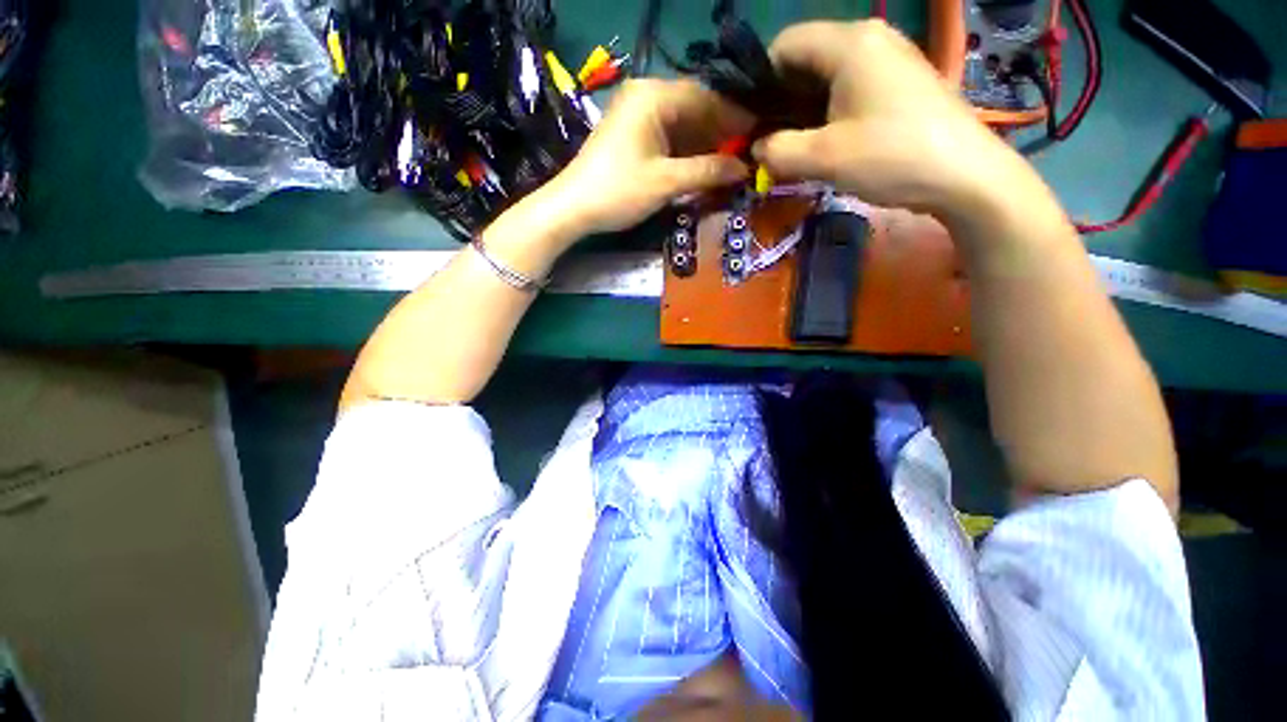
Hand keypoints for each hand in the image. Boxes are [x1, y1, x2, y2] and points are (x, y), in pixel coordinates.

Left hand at [537, 78, 753, 239]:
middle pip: (695, 110)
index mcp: (654, 96)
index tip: (758, 135)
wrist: (573, 208)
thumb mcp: (666, 182)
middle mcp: (646, 96)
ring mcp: (637, 116)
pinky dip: (686, 153)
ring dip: (704, 146)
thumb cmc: (619, 191)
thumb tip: (744, 169)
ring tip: (729, 166)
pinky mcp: (632, 136)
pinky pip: (668, 138)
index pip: (706, 97)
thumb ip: (707, 171)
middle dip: (720, 134)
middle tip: (746, 155)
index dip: (734, 117)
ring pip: (682, 126)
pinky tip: (703, 168)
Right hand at [752, 21, 1041, 226]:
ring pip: (826, 76)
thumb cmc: (891, 157)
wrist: (963, 174)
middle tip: (769, 141)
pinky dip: (827, 112)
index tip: (751, 122)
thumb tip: (756, 148)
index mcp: (848, 43)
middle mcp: (868, 39)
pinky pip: (848, 87)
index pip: (785, 44)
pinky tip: (824, 142)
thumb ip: (777, 151)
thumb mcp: (823, 158)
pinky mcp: (897, 81)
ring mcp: (887, 58)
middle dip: (781, 100)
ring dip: (803, 110)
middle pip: (806, 59)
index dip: (760, 81)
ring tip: (793, 146)